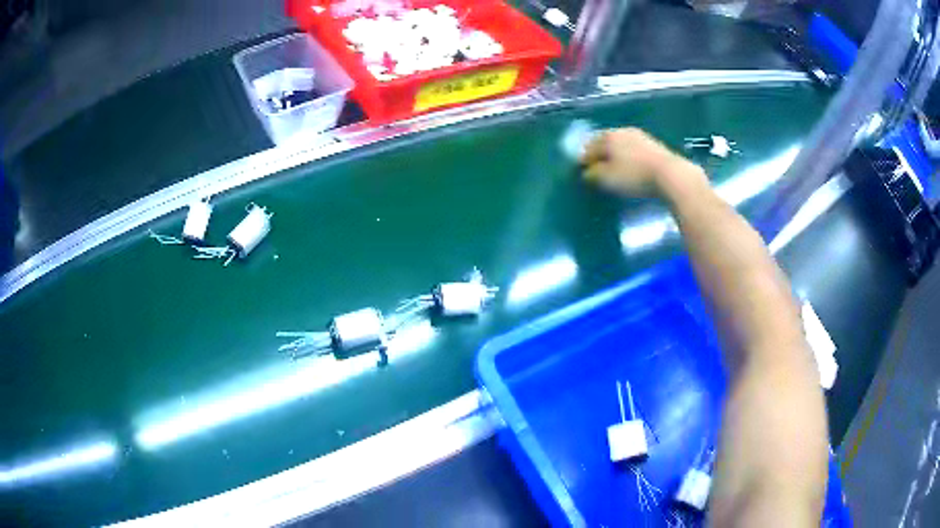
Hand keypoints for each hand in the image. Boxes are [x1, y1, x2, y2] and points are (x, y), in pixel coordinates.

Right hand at [581, 127, 695, 197]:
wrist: (670, 174)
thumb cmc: (634, 176)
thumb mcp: (607, 179)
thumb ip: (593, 175)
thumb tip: (587, 173)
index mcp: (607, 136)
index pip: (589, 147)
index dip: (584, 160)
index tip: (582, 172)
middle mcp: (622, 131)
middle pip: (605, 143)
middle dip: (600, 155)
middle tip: (597, 170)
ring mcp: (640, 136)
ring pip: (621, 146)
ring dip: (615, 156)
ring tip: (614, 170)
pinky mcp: (654, 145)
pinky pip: (634, 151)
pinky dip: (629, 158)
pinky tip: (631, 169)